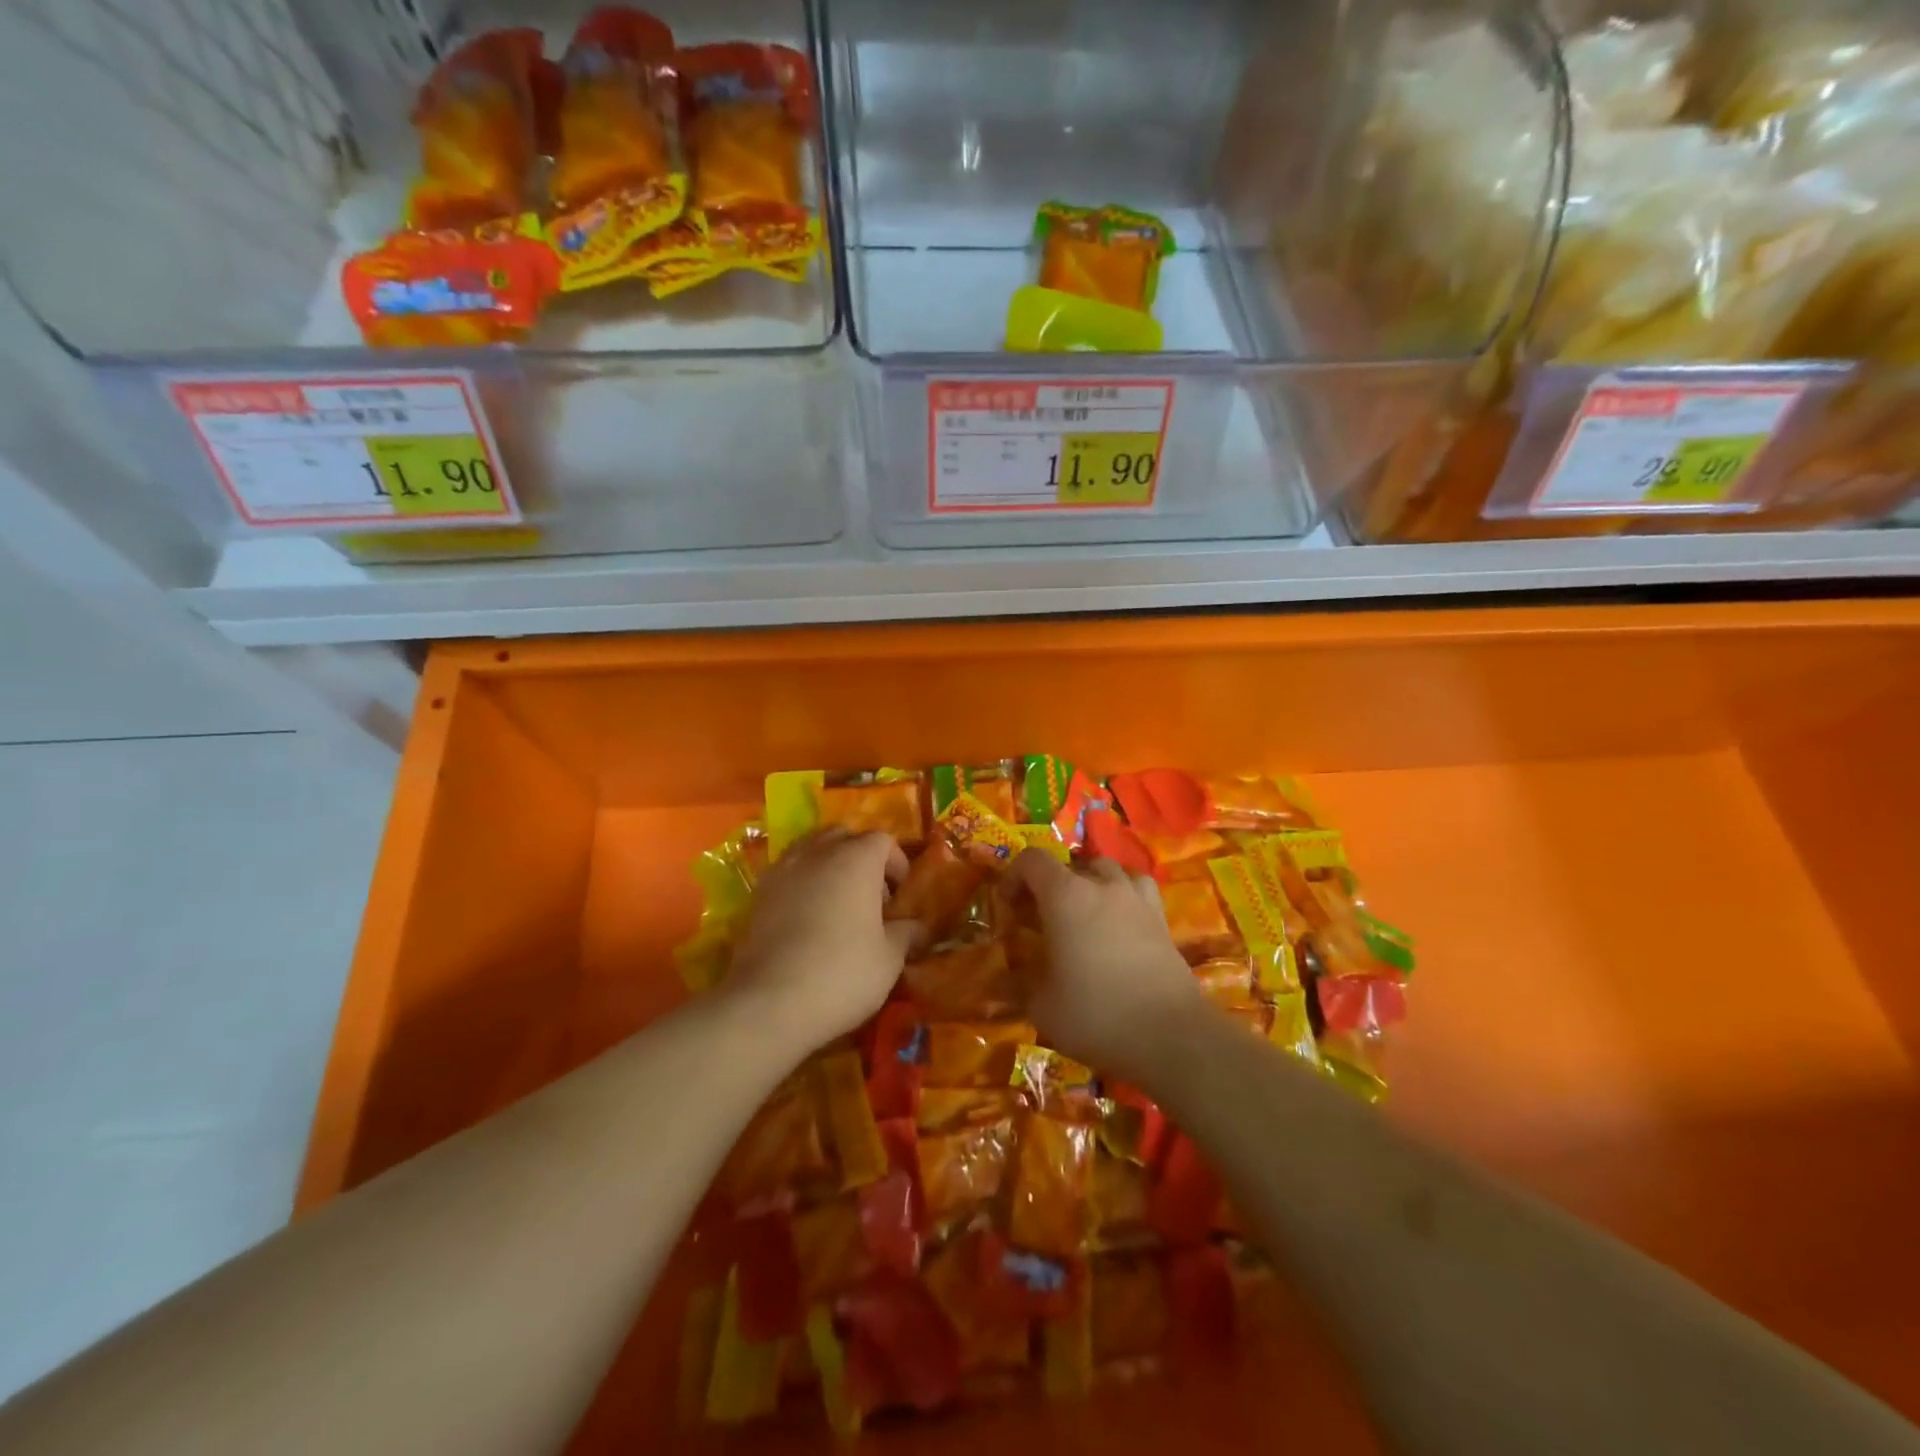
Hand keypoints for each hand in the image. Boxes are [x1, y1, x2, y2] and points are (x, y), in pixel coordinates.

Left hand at [726, 830, 918, 1054]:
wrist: (769, 1001)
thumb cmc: (841, 973)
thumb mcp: (889, 959)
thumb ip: (906, 934)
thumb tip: (917, 927)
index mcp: (857, 859)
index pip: (882, 840)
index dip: (896, 863)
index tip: (899, 897)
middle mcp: (819, 853)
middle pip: (844, 836)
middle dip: (860, 857)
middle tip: (870, 894)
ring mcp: (784, 869)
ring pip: (811, 849)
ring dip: (828, 865)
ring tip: (836, 902)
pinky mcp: (758, 893)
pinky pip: (787, 872)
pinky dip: (801, 882)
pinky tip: (807, 917)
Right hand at [1001, 851, 1208, 1080]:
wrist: (1170, 1035)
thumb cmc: (1096, 1013)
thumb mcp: (1042, 1006)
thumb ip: (1015, 985)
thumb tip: (995, 982)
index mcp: (1065, 896)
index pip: (1032, 860)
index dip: (1014, 876)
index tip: (1008, 906)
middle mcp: (1103, 886)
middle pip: (1072, 864)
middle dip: (1052, 884)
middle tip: (1043, 918)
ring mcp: (1138, 900)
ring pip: (1110, 871)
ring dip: (1091, 883)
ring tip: (1084, 913)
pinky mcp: (1162, 920)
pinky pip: (1138, 891)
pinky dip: (1124, 897)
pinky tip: (1119, 924)